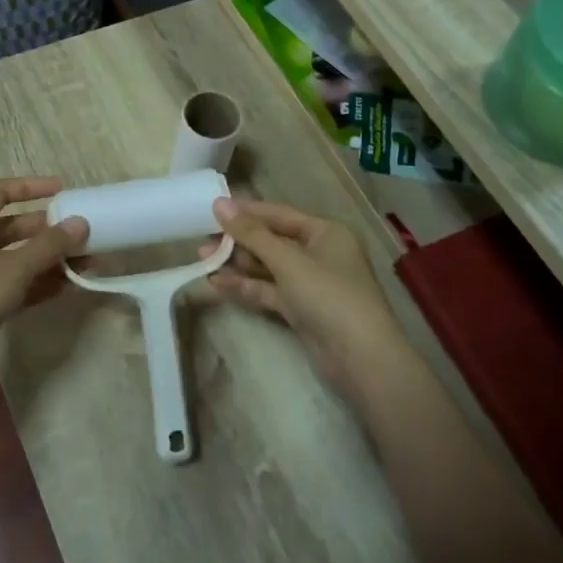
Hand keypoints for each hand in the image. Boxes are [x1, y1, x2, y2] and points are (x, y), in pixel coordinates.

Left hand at [0, 177, 88, 368]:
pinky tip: (67, 287)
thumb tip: (81, 223)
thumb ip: (49, 246)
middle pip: (15, 227)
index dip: (29, 186)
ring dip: (50, 259)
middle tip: (81, 234)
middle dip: (48, 230)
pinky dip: (40, 284)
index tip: (61, 190)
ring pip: (19, 258)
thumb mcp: (14, 268)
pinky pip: (18, 285)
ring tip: (85, 263)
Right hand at [203, 198, 411, 410]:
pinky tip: (217, 284)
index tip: (212, 209)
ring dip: (237, 265)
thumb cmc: (328, 296)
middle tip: (202, 241)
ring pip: (267, 267)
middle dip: (237, 241)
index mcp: (325, 232)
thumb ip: (251, 233)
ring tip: (202, 261)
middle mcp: (319, 253)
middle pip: (271, 241)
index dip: (246, 211)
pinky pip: (269, 290)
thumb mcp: (288, 260)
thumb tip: (219, 204)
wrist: (361, 359)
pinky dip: (246, 287)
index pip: (279, 214)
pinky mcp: (301, 309)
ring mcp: (310, 283)